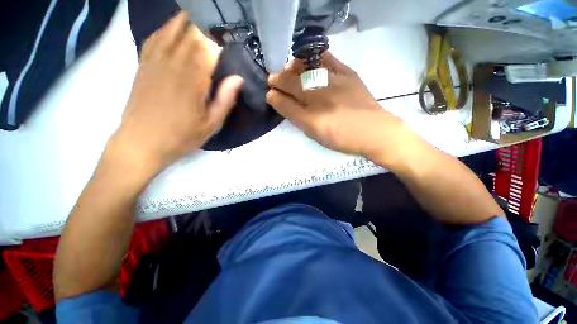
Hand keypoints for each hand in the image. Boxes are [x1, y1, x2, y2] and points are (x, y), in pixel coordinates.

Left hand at [111, 11, 242, 177]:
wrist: (141, 142)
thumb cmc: (181, 136)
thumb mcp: (211, 124)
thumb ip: (225, 99)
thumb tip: (238, 78)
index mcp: (192, 79)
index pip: (209, 46)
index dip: (222, 37)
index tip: (234, 35)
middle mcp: (173, 62)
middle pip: (191, 32)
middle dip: (208, 25)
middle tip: (221, 24)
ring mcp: (154, 60)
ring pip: (172, 29)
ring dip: (188, 21)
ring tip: (203, 19)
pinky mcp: (143, 64)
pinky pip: (155, 36)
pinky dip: (167, 28)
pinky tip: (175, 27)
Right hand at [266, 52, 403, 159]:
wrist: (373, 131)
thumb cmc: (342, 138)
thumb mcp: (316, 135)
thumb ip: (298, 119)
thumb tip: (282, 103)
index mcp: (311, 119)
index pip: (285, 103)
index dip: (274, 97)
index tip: (269, 93)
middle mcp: (319, 99)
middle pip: (292, 83)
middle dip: (278, 79)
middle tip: (272, 78)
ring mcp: (333, 83)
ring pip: (305, 69)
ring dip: (292, 68)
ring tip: (287, 69)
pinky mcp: (347, 74)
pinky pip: (328, 59)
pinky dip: (315, 57)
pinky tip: (309, 61)